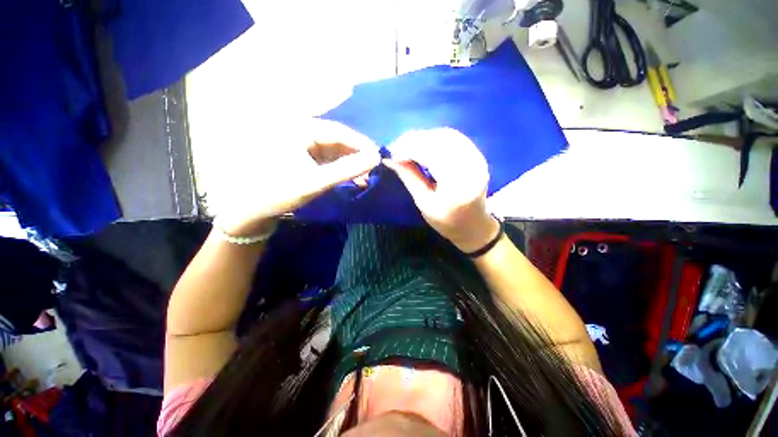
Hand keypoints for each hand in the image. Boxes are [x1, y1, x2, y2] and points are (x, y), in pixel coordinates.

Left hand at [216, 119, 380, 235]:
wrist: (253, 209)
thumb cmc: (280, 192)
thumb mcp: (316, 181)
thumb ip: (347, 169)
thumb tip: (375, 158)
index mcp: (299, 129)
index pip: (338, 131)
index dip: (360, 144)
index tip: (378, 157)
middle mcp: (300, 131)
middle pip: (337, 140)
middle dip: (356, 155)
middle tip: (373, 169)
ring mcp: (301, 144)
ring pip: (334, 150)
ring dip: (350, 162)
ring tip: (365, 176)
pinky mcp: (303, 157)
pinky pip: (327, 159)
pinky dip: (340, 168)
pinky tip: (351, 177)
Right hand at [383, 128, 499, 252]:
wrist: (474, 226)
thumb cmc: (447, 221)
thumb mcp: (424, 203)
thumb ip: (409, 177)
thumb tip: (390, 160)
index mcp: (457, 183)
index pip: (431, 154)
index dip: (408, 149)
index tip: (392, 155)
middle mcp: (471, 165)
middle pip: (439, 140)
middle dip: (414, 140)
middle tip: (397, 148)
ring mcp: (477, 158)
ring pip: (447, 134)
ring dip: (425, 137)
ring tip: (407, 146)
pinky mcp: (477, 155)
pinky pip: (455, 137)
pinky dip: (436, 138)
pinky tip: (425, 145)